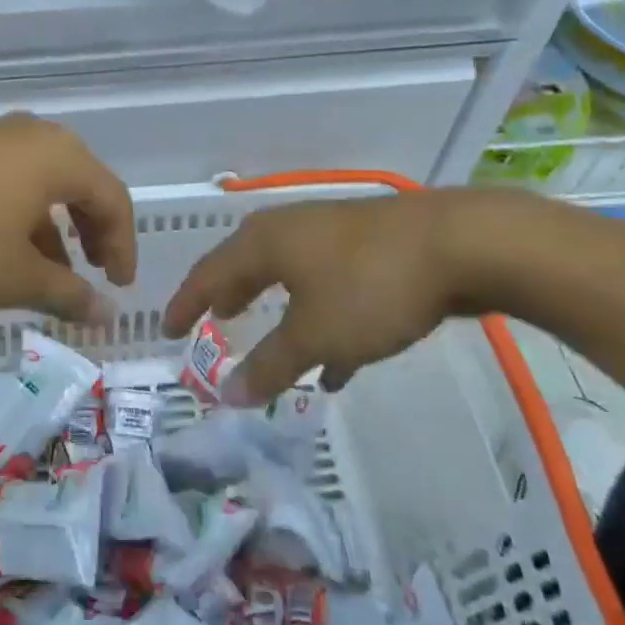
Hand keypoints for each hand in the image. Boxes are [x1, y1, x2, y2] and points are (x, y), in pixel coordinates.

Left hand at [0, 114, 136, 323]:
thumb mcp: (16, 278)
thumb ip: (70, 294)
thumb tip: (109, 314)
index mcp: (60, 157)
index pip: (113, 199)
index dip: (124, 246)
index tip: (119, 288)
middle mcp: (33, 136)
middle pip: (82, 183)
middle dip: (93, 232)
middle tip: (95, 272)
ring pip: (45, 182)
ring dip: (56, 227)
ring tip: (50, 272)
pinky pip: (12, 178)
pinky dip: (23, 214)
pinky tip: (6, 249)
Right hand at [162, 190, 513, 404]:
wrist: (457, 244)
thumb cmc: (370, 287)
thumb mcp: (315, 334)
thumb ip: (270, 365)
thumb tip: (226, 394)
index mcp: (265, 242)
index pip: (209, 272)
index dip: (186, 303)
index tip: (168, 330)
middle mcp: (290, 230)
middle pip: (246, 265)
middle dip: (228, 296)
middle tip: (211, 322)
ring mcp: (331, 235)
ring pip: (289, 275)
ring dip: (274, 310)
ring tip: (263, 337)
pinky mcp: (368, 248)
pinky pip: (327, 287)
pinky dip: (319, 319)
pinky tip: (335, 362)